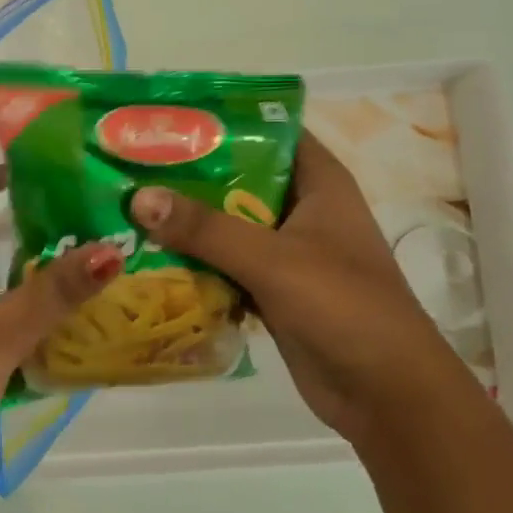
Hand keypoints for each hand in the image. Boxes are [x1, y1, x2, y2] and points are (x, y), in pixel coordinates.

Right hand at [129, 135, 465, 445]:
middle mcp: (303, 209)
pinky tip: (149, 258)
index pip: (270, 131)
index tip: (168, 118)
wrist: (386, 393)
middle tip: (131, 165)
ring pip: (229, 225)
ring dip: (188, 222)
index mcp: (319, 183)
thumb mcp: (273, 259)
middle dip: (190, 174)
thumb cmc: (343, 306)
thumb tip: (139, 198)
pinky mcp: (274, 291)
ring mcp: (288, 253)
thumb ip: (206, 228)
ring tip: (127, 206)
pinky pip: (227, 266)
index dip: (223, 121)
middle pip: (240, 178)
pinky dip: (196, 263)